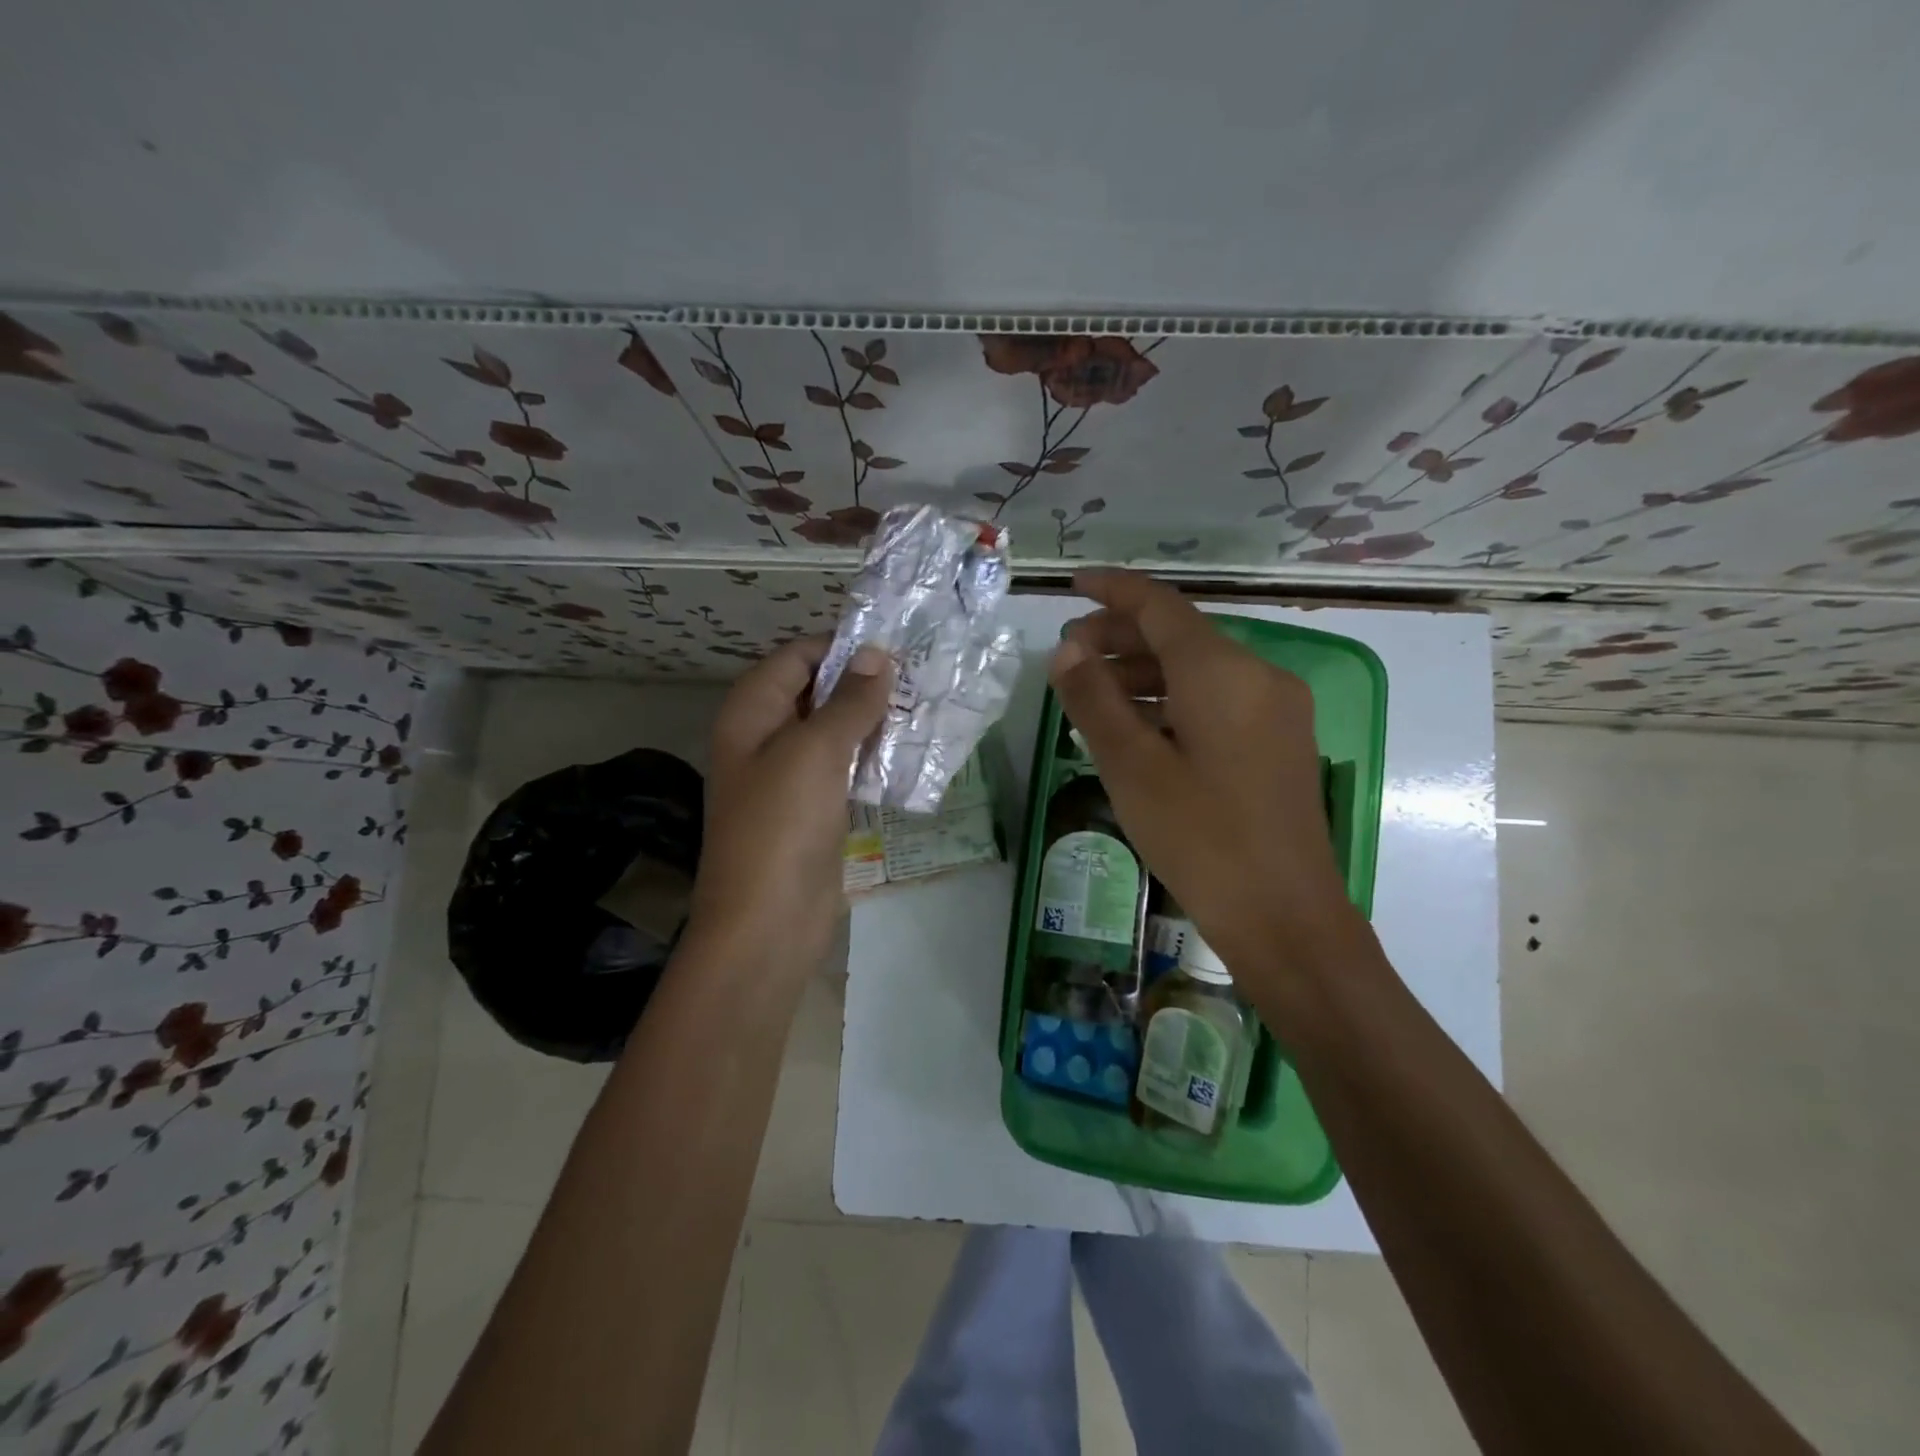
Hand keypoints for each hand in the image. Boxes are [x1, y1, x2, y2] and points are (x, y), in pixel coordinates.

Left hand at [687, 636, 891, 973]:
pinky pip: (842, 770)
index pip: (796, 657)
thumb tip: (876, 655)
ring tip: (923, 709)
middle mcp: (765, 738)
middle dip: (862, 683)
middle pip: (815, 692)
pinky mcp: (813, 810)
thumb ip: (848, 701)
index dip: (842, 647)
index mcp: (751, 712)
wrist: (767, 923)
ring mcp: (789, 777)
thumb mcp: (816, 751)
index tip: (895, 648)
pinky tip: (908, 754)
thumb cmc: (782, 825)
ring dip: (872, 721)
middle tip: (919, 677)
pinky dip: (871, 758)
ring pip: (834, 732)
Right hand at [1048, 570, 1363, 987]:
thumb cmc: (1200, 839)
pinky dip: (1174, 700)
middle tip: (1069, 655)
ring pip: (1200, 670)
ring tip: (1094, 694)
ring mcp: (1277, 711)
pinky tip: (1140, 727)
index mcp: (1222, 672)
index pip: (1161, 606)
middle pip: (1181, 636)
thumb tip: (1066, 650)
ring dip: (1145, 672)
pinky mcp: (1281, 743)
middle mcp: (1259, 676)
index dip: (1113, 590)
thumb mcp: (1132, 767)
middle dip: (1122, 636)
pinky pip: (1219, 700)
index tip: (1073, 584)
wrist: (1285, 918)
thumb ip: (1094, 699)